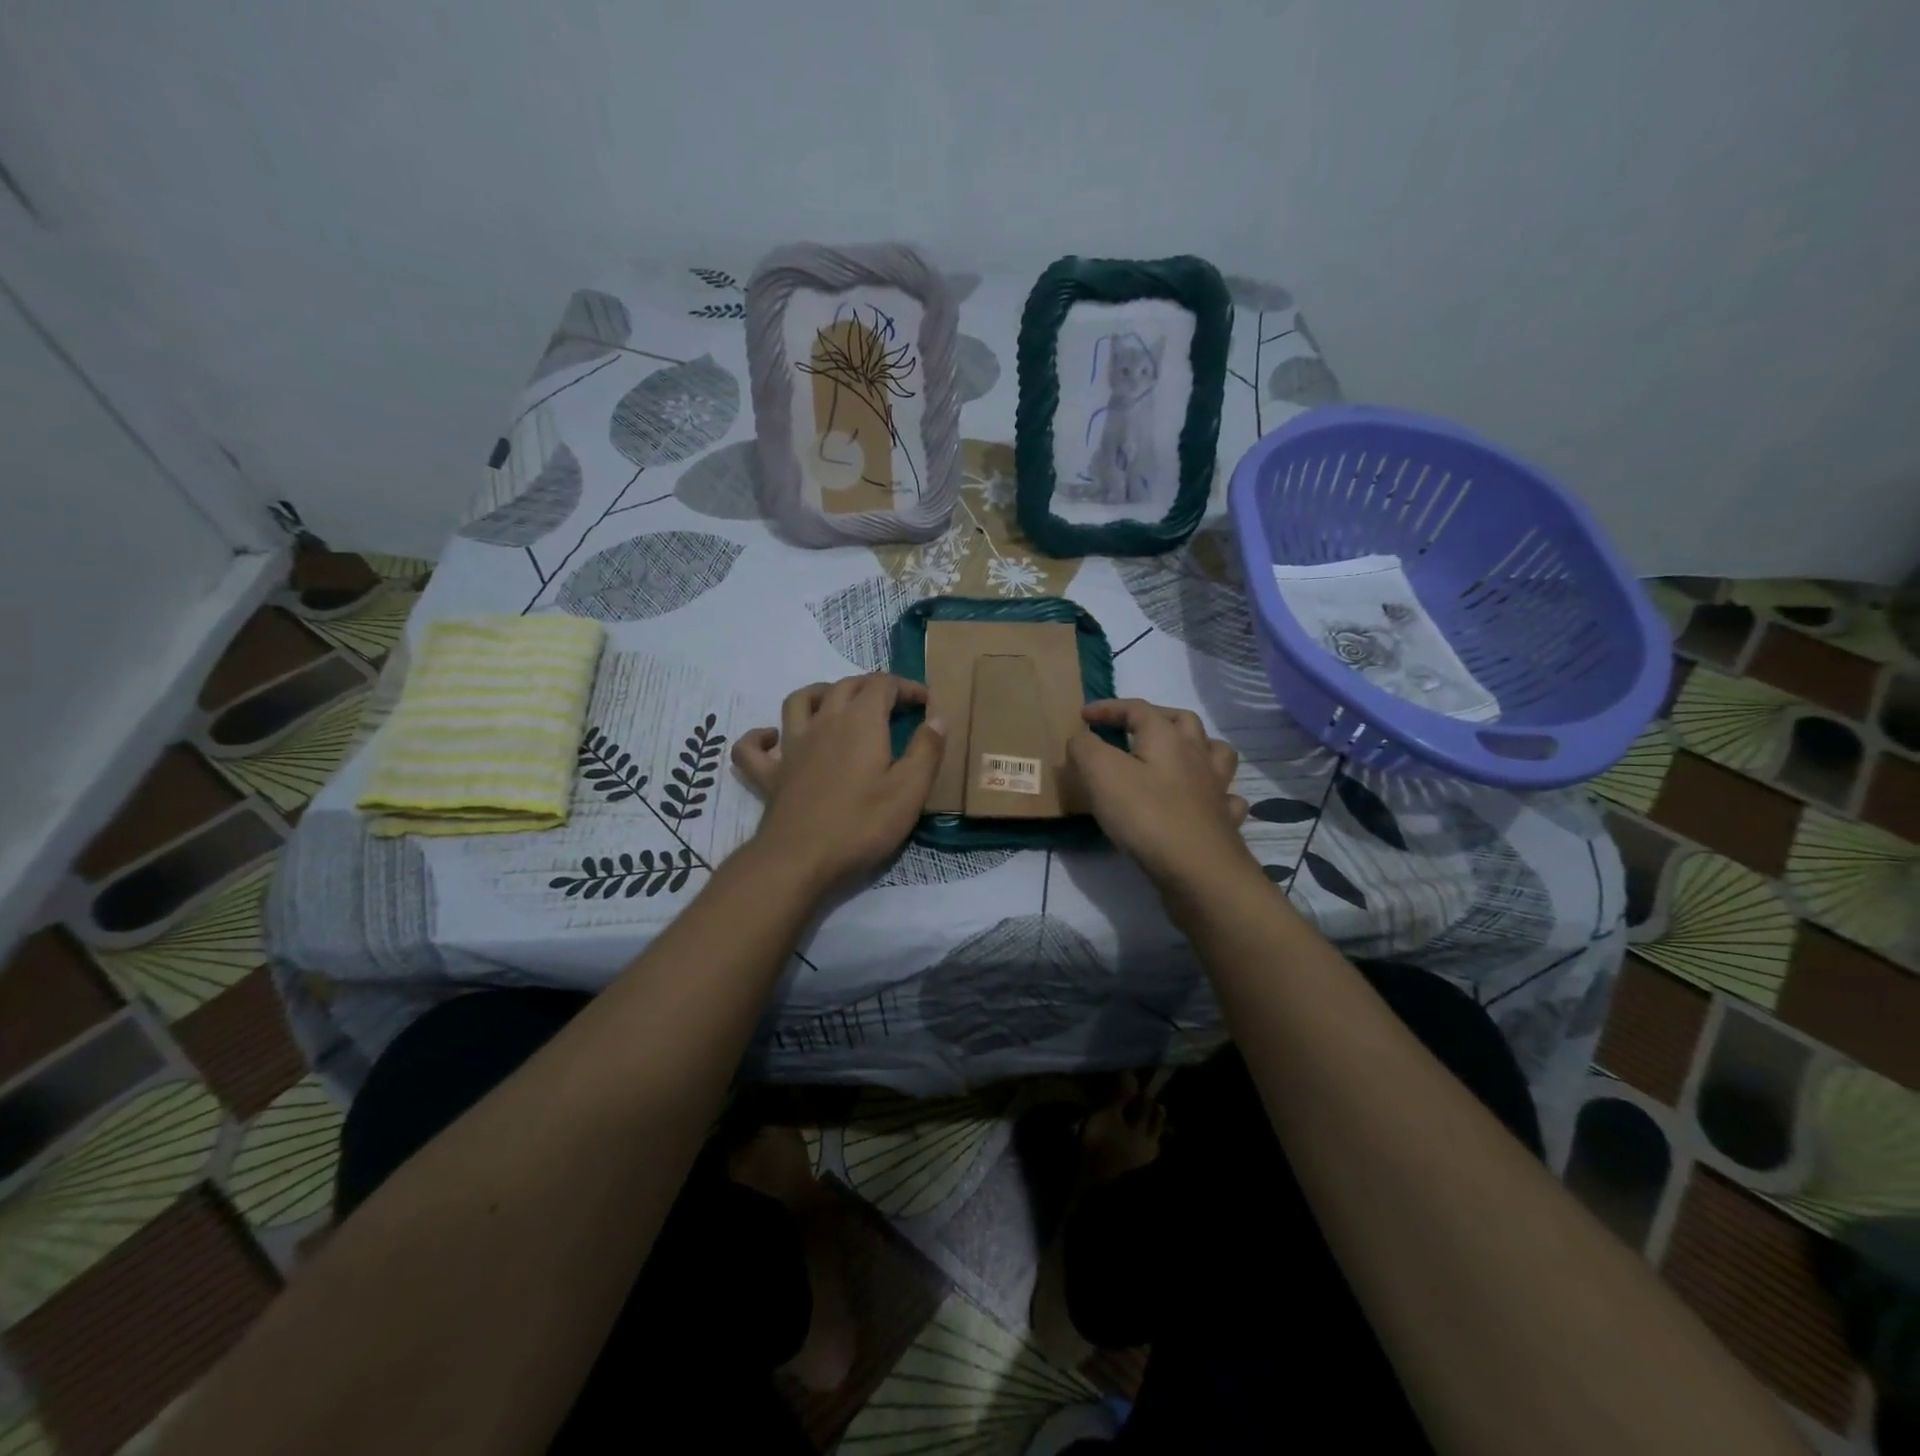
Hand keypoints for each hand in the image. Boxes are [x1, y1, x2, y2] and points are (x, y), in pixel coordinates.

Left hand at [733, 674, 944, 891]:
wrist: (800, 859)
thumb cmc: (862, 824)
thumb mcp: (910, 790)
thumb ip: (926, 750)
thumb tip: (937, 717)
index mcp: (861, 722)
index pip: (883, 684)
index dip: (906, 687)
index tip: (926, 702)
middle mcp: (824, 722)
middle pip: (845, 686)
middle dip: (872, 687)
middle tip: (892, 704)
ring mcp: (791, 746)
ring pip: (800, 701)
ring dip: (821, 694)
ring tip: (837, 704)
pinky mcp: (769, 774)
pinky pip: (753, 746)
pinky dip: (761, 736)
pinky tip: (772, 739)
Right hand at [1067, 700, 1253, 892]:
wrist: (1198, 870)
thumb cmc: (1146, 815)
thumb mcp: (1100, 774)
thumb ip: (1086, 747)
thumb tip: (1083, 737)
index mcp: (1166, 737)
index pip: (1136, 708)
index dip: (1108, 708)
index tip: (1083, 716)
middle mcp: (1197, 755)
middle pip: (1183, 721)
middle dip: (1157, 717)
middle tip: (1133, 728)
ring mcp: (1216, 788)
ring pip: (1216, 753)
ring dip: (1197, 747)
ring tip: (1178, 756)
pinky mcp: (1224, 821)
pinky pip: (1226, 797)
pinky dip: (1214, 793)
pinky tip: (1203, 801)